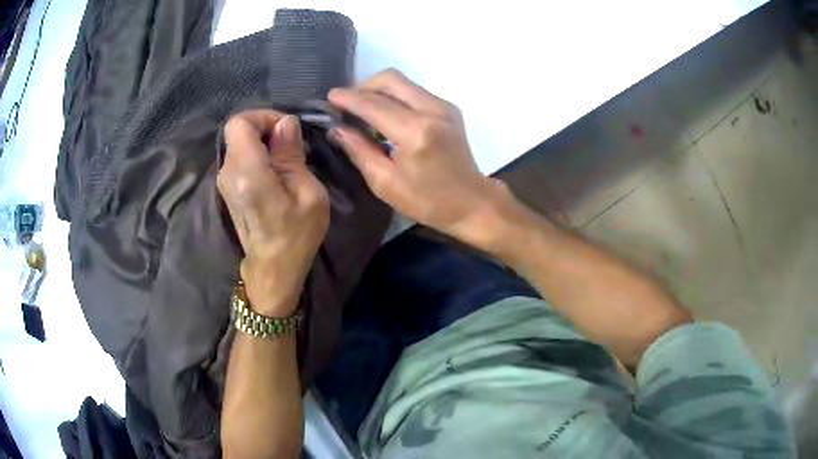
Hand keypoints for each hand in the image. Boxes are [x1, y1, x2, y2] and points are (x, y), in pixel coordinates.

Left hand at [218, 111, 329, 316]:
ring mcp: (224, 181)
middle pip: (239, 130)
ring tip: (288, 160)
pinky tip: (276, 172)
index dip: (263, 117)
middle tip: (293, 146)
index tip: (286, 131)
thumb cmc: (296, 235)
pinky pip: (240, 156)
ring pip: (239, 142)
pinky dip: (257, 154)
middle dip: (266, 128)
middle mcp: (228, 173)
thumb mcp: (308, 194)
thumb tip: (286, 123)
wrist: (273, 269)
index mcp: (247, 173)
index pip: (239, 122)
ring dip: (263, 142)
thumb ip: (291, 155)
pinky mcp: (227, 187)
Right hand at [328, 69, 511, 248]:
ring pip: (403, 83)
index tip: (330, 96)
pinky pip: (414, 92)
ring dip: (379, 91)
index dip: (349, 98)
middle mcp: (432, 110)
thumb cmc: (428, 201)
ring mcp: (444, 106)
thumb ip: (360, 151)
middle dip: (364, 87)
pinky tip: (387, 116)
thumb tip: (337, 129)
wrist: (472, 203)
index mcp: (416, 132)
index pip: (374, 104)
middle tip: (348, 105)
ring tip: (364, 111)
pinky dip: (395, 97)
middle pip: (391, 79)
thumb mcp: (386, 183)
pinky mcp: (449, 108)